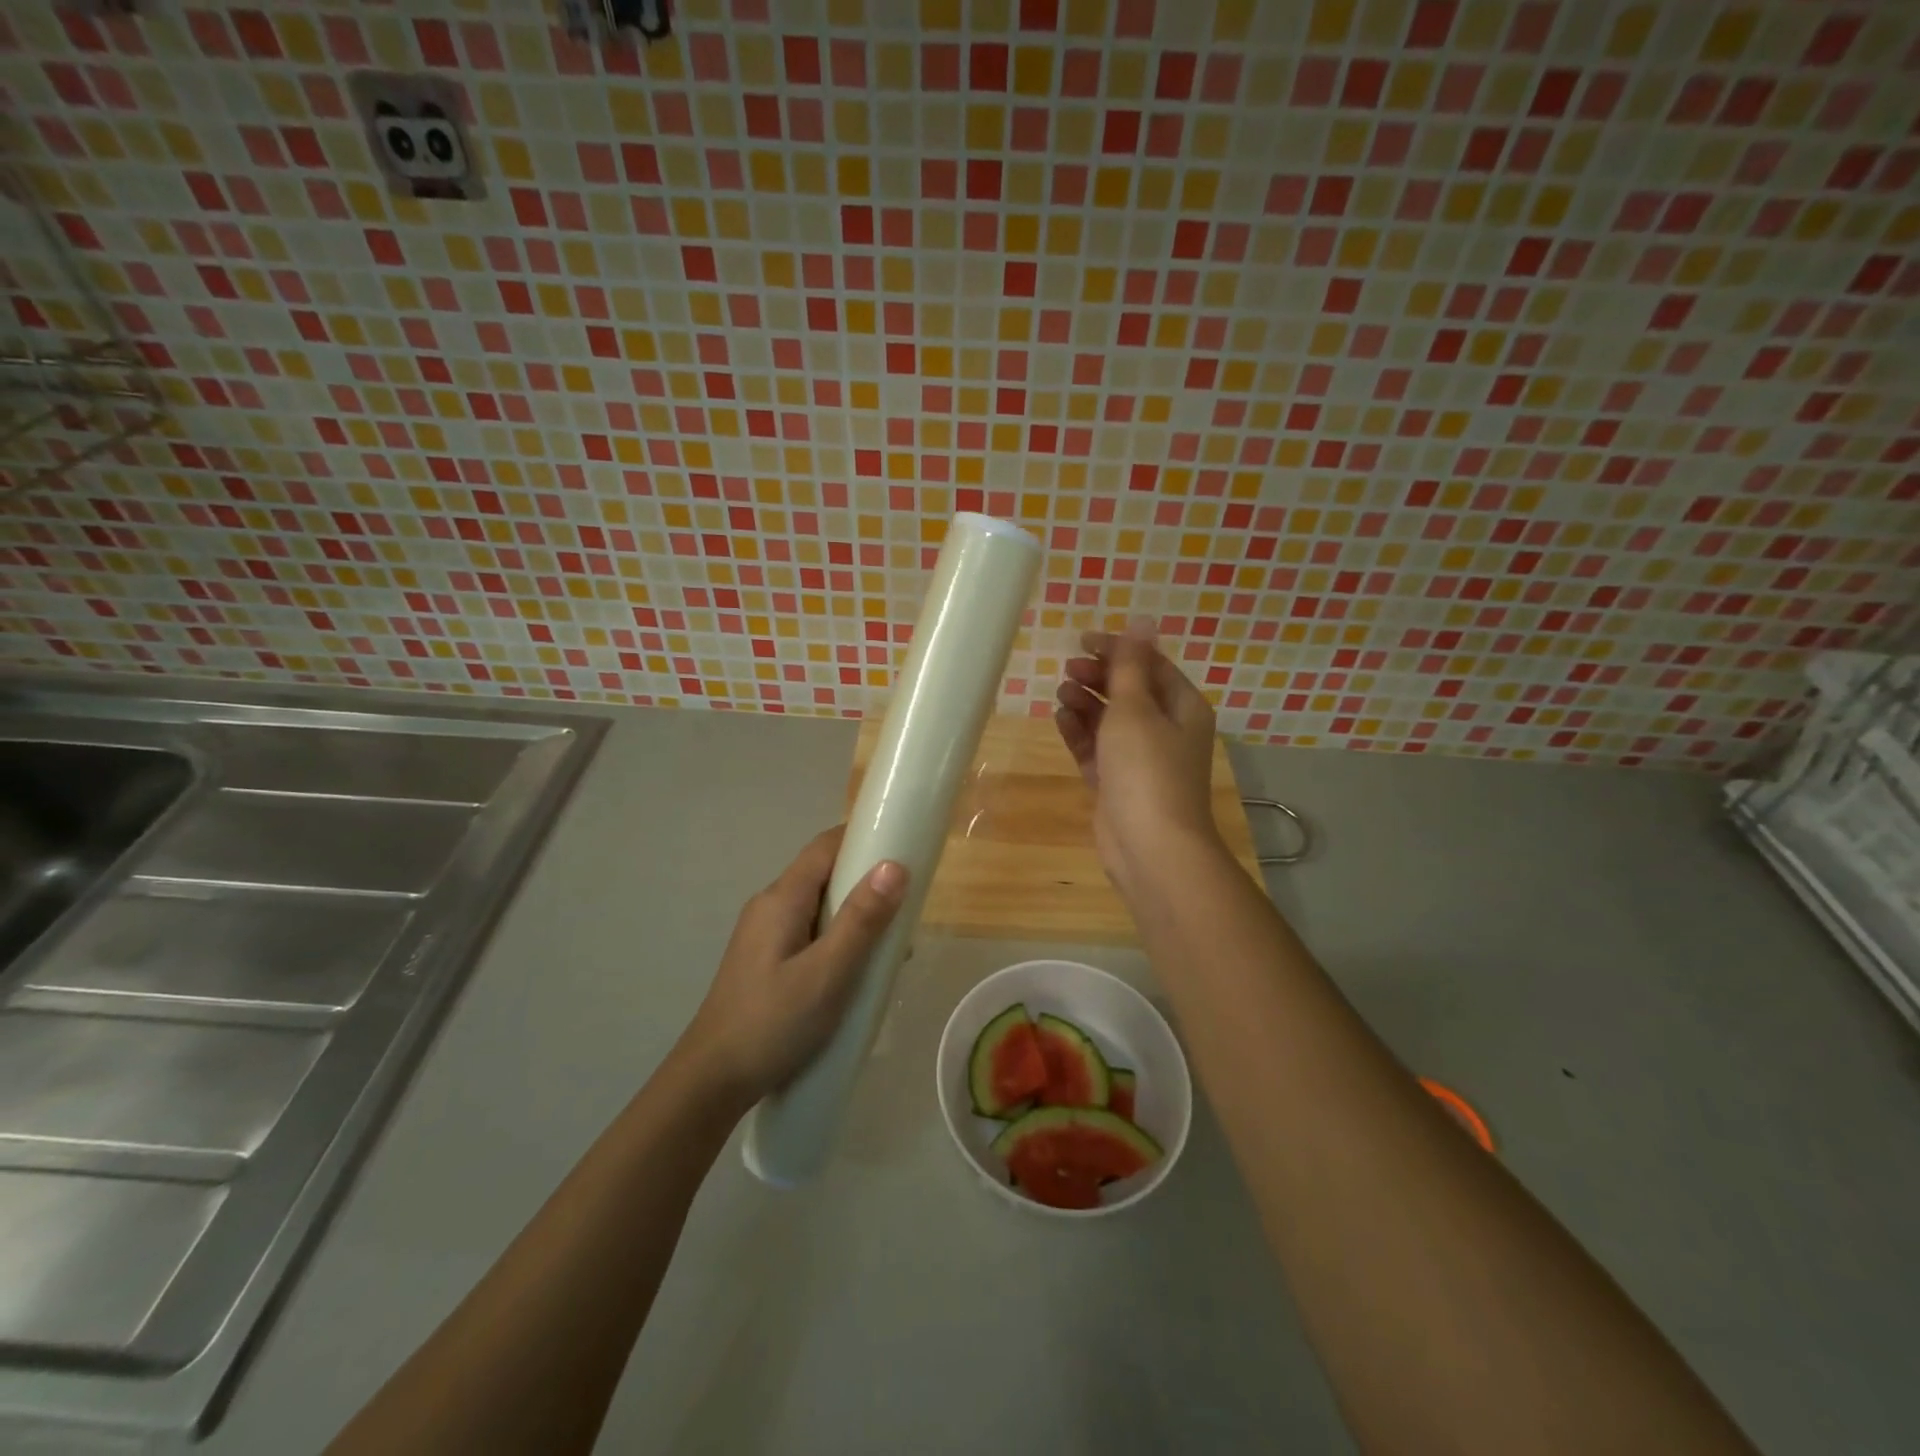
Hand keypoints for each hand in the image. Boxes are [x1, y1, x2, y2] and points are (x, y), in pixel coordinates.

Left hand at [679, 826, 907, 1107]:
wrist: (712, 1082)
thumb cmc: (773, 1023)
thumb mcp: (827, 973)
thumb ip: (861, 920)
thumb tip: (895, 865)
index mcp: (782, 898)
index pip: (826, 846)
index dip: (864, 838)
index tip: (905, 848)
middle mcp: (770, 906)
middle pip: (825, 874)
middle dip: (867, 882)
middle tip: (907, 908)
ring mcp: (765, 934)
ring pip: (820, 907)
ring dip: (856, 916)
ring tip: (890, 948)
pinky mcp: (766, 961)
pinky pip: (811, 933)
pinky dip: (839, 939)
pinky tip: (858, 972)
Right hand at [1055, 625, 1221, 888]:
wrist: (1150, 846)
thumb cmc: (1147, 769)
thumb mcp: (1135, 709)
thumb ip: (1131, 665)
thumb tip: (1143, 619)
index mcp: (1182, 706)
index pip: (1150, 665)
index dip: (1117, 649)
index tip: (1081, 641)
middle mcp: (1166, 729)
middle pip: (1129, 691)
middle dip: (1098, 677)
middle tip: (1068, 670)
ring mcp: (1141, 759)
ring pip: (1110, 720)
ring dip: (1086, 704)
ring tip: (1061, 695)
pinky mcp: (1118, 783)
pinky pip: (1097, 749)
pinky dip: (1081, 734)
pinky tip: (1061, 720)